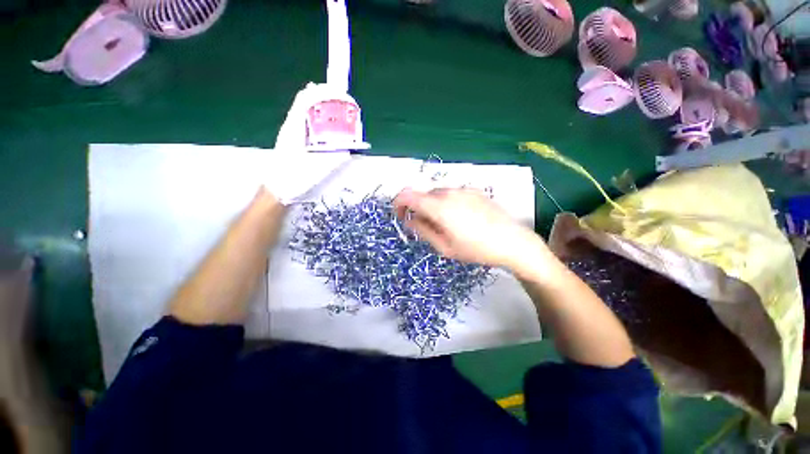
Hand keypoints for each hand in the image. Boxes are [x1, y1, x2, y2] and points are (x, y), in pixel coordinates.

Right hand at [393, 188, 542, 268]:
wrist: (512, 241)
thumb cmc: (476, 249)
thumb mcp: (445, 247)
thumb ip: (423, 230)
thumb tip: (410, 219)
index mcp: (439, 206)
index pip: (407, 194)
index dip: (398, 204)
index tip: (401, 216)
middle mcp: (449, 192)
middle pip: (423, 195)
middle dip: (418, 209)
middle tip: (425, 227)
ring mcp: (463, 189)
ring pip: (437, 194)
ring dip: (432, 206)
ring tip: (445, 225)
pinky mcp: (474, 190)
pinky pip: (452, 194)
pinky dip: (446, 203)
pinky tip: (460, 218)